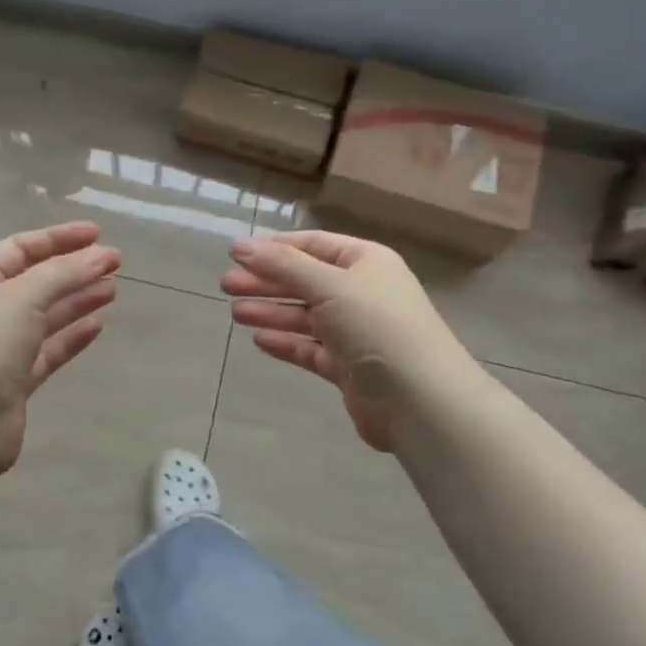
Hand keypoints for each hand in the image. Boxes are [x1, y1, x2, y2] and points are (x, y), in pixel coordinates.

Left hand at [0, 222, 121, 473]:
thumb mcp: (23, 297)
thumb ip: (64, 273)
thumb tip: (102, 255)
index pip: (21, 247)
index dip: (59, 238)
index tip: (98, 235)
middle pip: (36, 281)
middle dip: (74, 270)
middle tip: (115, 263)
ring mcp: (0, 347)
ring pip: (45, 316)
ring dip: (77, 300)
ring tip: (112, 290)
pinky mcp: (15, 380)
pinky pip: (48, 350)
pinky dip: (71, 337)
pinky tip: (96, 326)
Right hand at [223, 231, 472, 451]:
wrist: (420, 400)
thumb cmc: (376, 327)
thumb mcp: (329, 285)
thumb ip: (283, 265)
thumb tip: (241, 247)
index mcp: (366, 263)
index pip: (313, 245)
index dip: (274, 248)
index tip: (235, 254)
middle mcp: (362, 293)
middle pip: (305, 281)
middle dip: (266, 281)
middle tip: (225, 285)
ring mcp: (356, 332)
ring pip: (305, 316)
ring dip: (271, 311)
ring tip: (234, 312)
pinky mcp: (348, 367)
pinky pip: (310, 348)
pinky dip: (286, 342)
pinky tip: (259, 339)